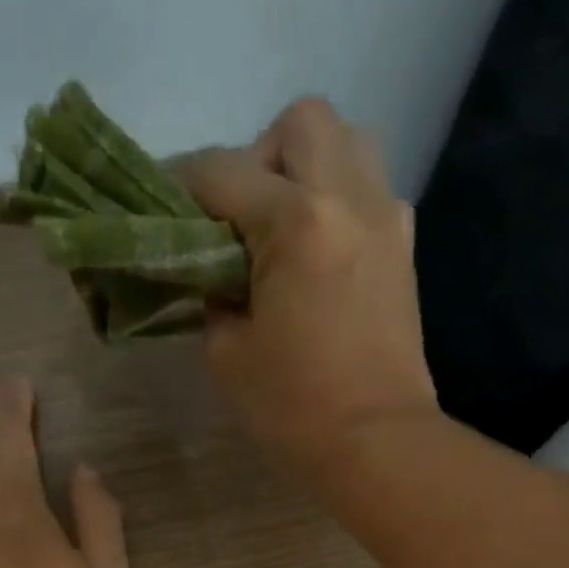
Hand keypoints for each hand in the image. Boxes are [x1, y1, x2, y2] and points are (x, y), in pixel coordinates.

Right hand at [185, 98, 438, 481]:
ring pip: (348, 144)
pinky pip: (370, 193)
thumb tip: (217, 272)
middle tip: (242, 219)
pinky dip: (339, 204)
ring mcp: (386, 219)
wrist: (378, 443)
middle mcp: (349, 198)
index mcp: (296, 221)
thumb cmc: (295, 409)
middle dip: (259, 157)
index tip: (164, 208)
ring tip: (284, 229)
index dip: (181, 185)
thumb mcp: (228, 355)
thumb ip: (213, 295)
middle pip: (301, 123)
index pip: (222, 171)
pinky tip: (320, 256)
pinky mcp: (405, 250)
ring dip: (308, 169)